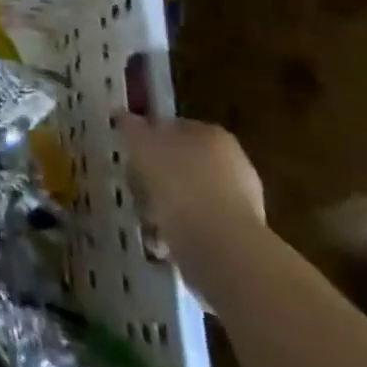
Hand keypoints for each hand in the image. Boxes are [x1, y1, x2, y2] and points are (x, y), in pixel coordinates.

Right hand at [117, 114, 264, 251]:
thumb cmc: (180, 185)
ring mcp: (243, 204)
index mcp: (212, 135)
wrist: (223, 250)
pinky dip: (182, 235)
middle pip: (185, 165)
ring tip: (146, 223)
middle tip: (136, 190)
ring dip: (169, 209)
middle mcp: (234, 164)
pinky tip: (164, 246)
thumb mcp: (142, 145)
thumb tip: (123, 116)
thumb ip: (131, 127)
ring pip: (192, 199)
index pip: (175, 128)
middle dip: (159, 178)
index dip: (149, 140)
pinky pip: (201, 229)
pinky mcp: (242, 240)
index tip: (130, 156)